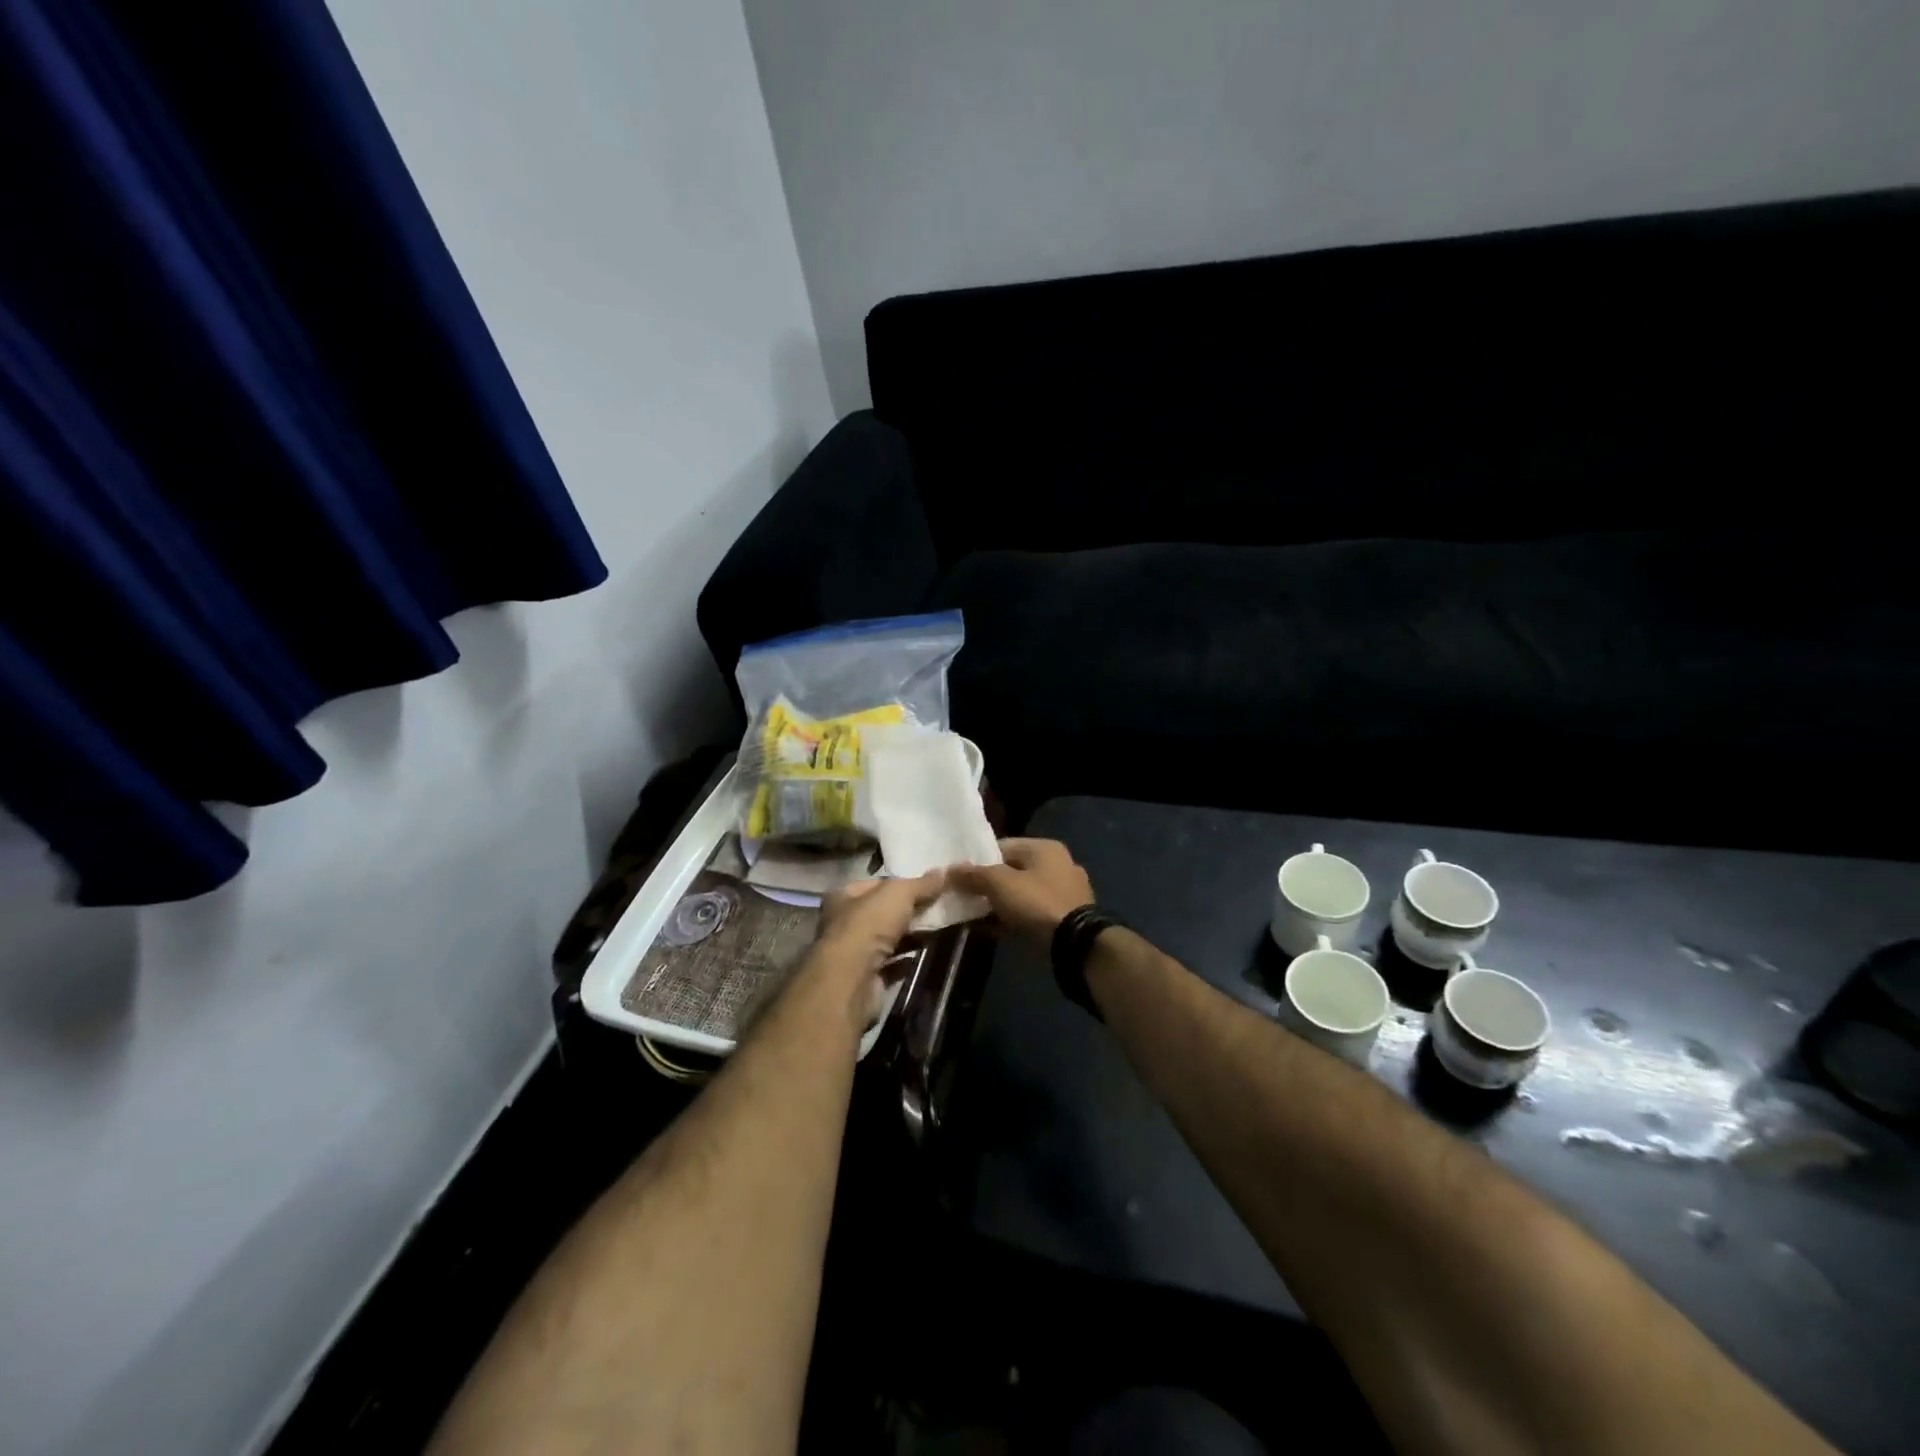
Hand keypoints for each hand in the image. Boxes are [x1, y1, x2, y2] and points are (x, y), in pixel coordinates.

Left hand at [815, 870, 946, 975]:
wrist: (853, 979)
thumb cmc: (869, 925)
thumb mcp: (899, 893)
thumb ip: (922, 884)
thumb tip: (944, 871)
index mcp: (844, 896)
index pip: (876, 884)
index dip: (902, 883)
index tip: (929, 886)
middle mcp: (844, 922)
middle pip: (883, 912)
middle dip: (909, 911)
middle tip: (939, 908)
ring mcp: (854, 952)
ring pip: (888, 939)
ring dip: (910, 936)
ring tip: (939, 930)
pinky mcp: (866, 978)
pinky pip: (892, 964)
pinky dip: (908, 959)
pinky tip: (927, 953)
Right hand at [948, 838, 1093, 949]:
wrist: (1075, 944)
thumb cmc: (1036, 903)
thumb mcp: (999, 884)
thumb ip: (974, 875)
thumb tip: (950, 870)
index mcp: (1044, 848)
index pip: (1002, 846)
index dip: (977, 860)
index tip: (958, 876)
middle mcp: (1057, 865)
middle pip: (1011, 871)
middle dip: (986, 886)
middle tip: (963, 898)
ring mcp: (1063, 893)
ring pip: (1020, 895)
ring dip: (996, 905)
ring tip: (971, 917)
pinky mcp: (1063, 919)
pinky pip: (1029, 914)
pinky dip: (1010, 920)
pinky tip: (989, 931)